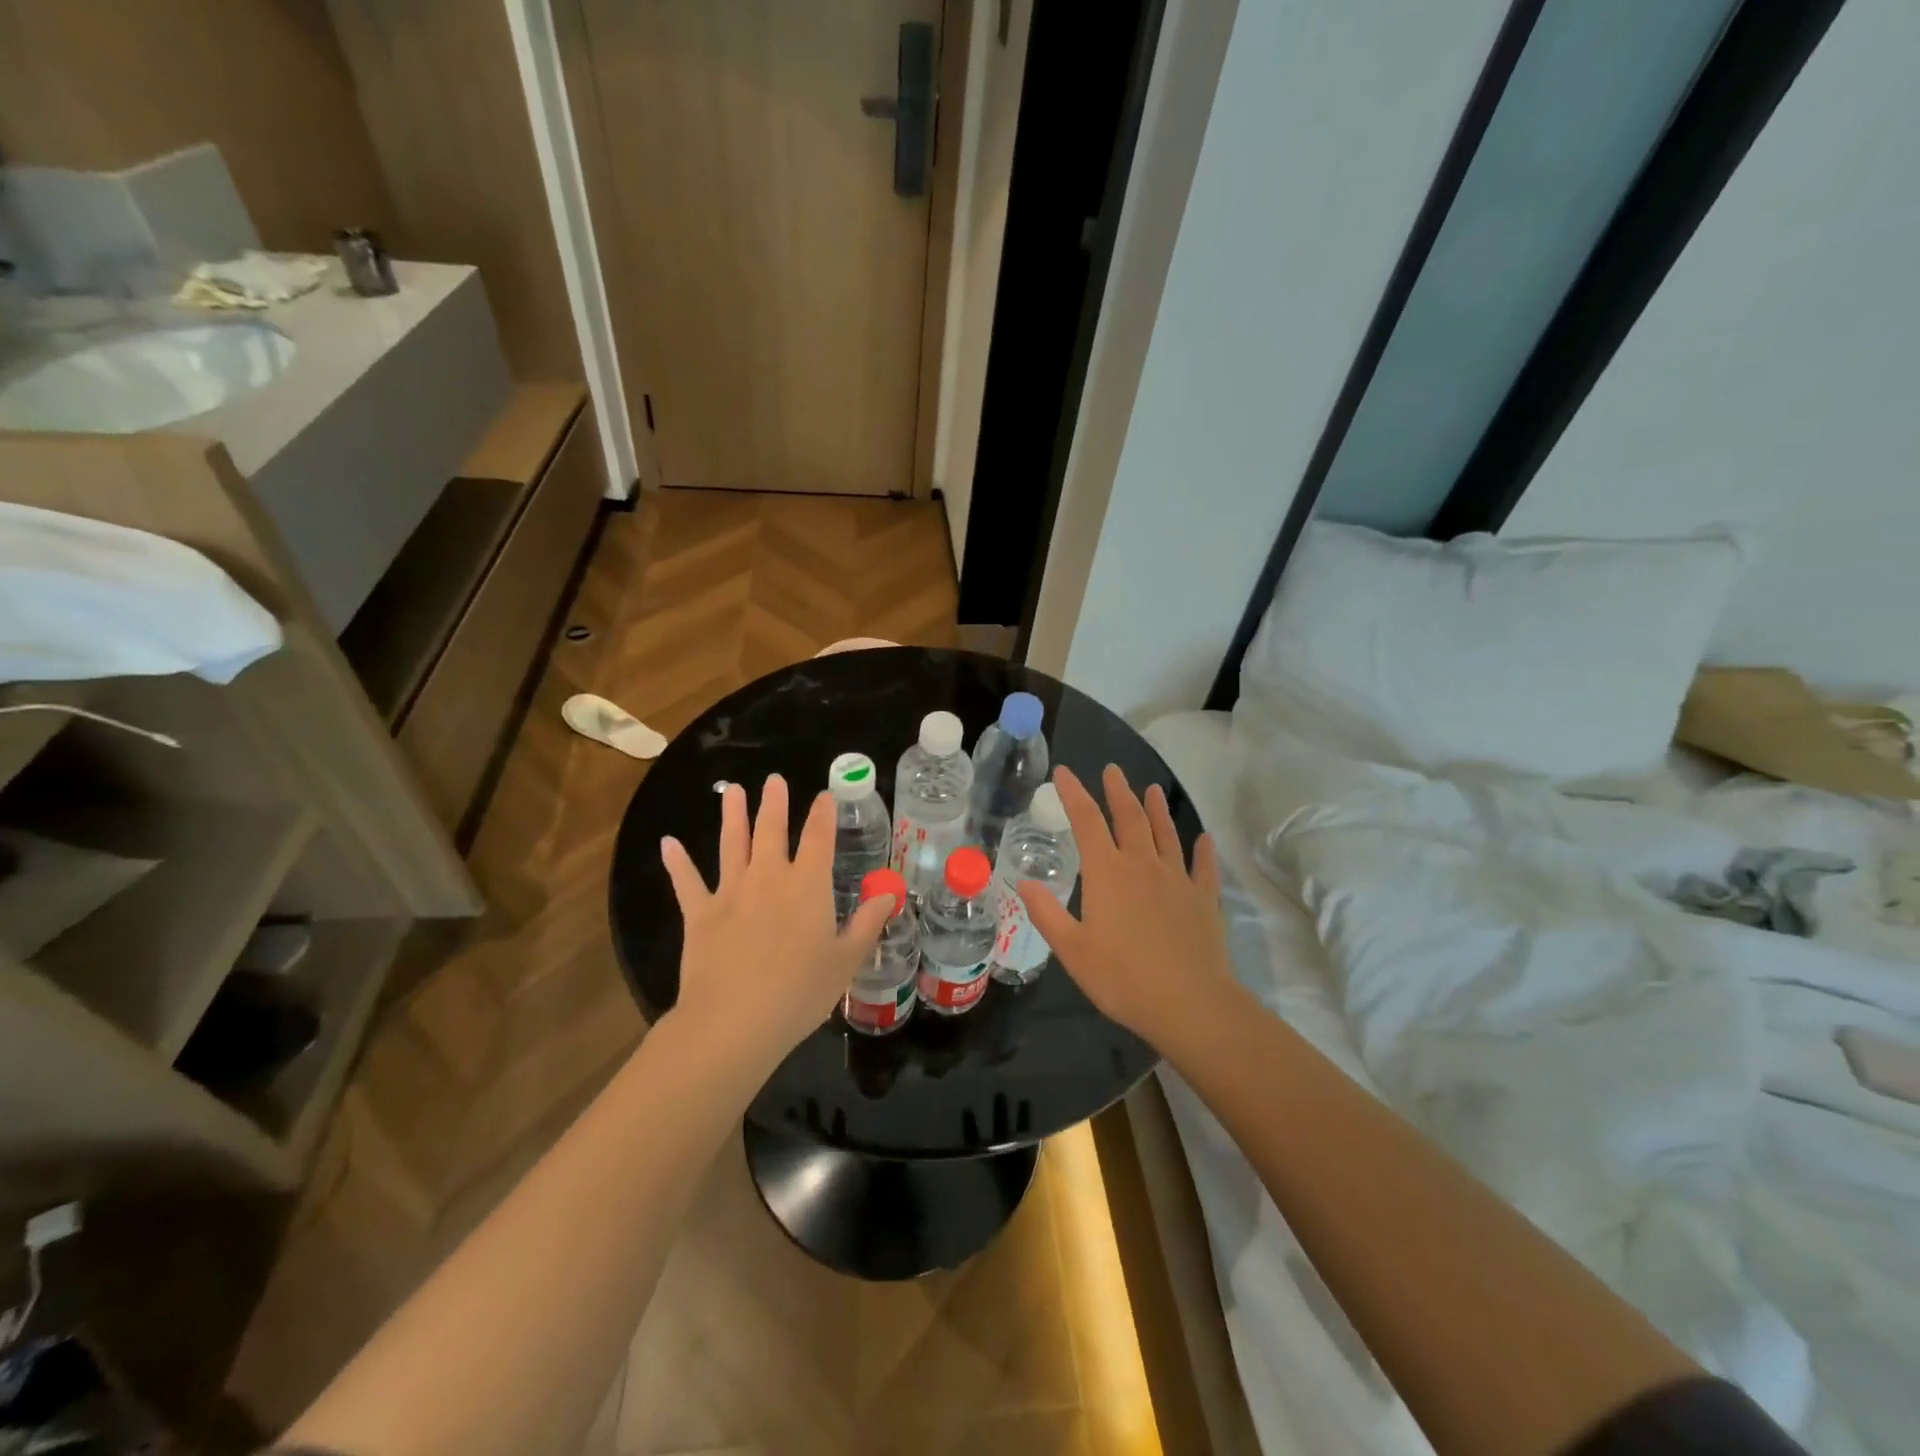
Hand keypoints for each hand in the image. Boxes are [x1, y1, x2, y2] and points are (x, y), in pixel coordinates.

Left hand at [661, 774, 894, 1067]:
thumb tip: (889, 893)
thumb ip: (868, 922)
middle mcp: (768, 878)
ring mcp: (730, 893)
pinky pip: (686, 882)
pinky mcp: (699, 914)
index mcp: (807, 886)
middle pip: (770, 831)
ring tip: (732, 792)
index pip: (818, 838)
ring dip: (732, 816)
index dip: (822, 814)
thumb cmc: (799, 992)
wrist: (734, 1021)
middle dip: (774, 803)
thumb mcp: (846, 960)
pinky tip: (667, 843)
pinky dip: (677, 862)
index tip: (824, 796)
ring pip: (731, 845)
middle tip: (773, 780)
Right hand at [1017, 764, 1235, 1047]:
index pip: (1086, 821)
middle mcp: (1142, 865)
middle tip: (1113, 770)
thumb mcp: (1072, 949)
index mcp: (1107, 872)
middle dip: (1118, 791)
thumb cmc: (1122, 977)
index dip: (1074, 793)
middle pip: (1130, 817)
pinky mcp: (1204, 898)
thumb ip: (1047, 913)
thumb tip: (1024, 882)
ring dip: (1157, 810)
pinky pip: (1203, 866)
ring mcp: (1177, 879)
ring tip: (1152, 789)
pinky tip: (1204, 839)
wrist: (1189, 1003)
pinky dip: (1202, 850)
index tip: (1064, 772)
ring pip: (1166, 834)